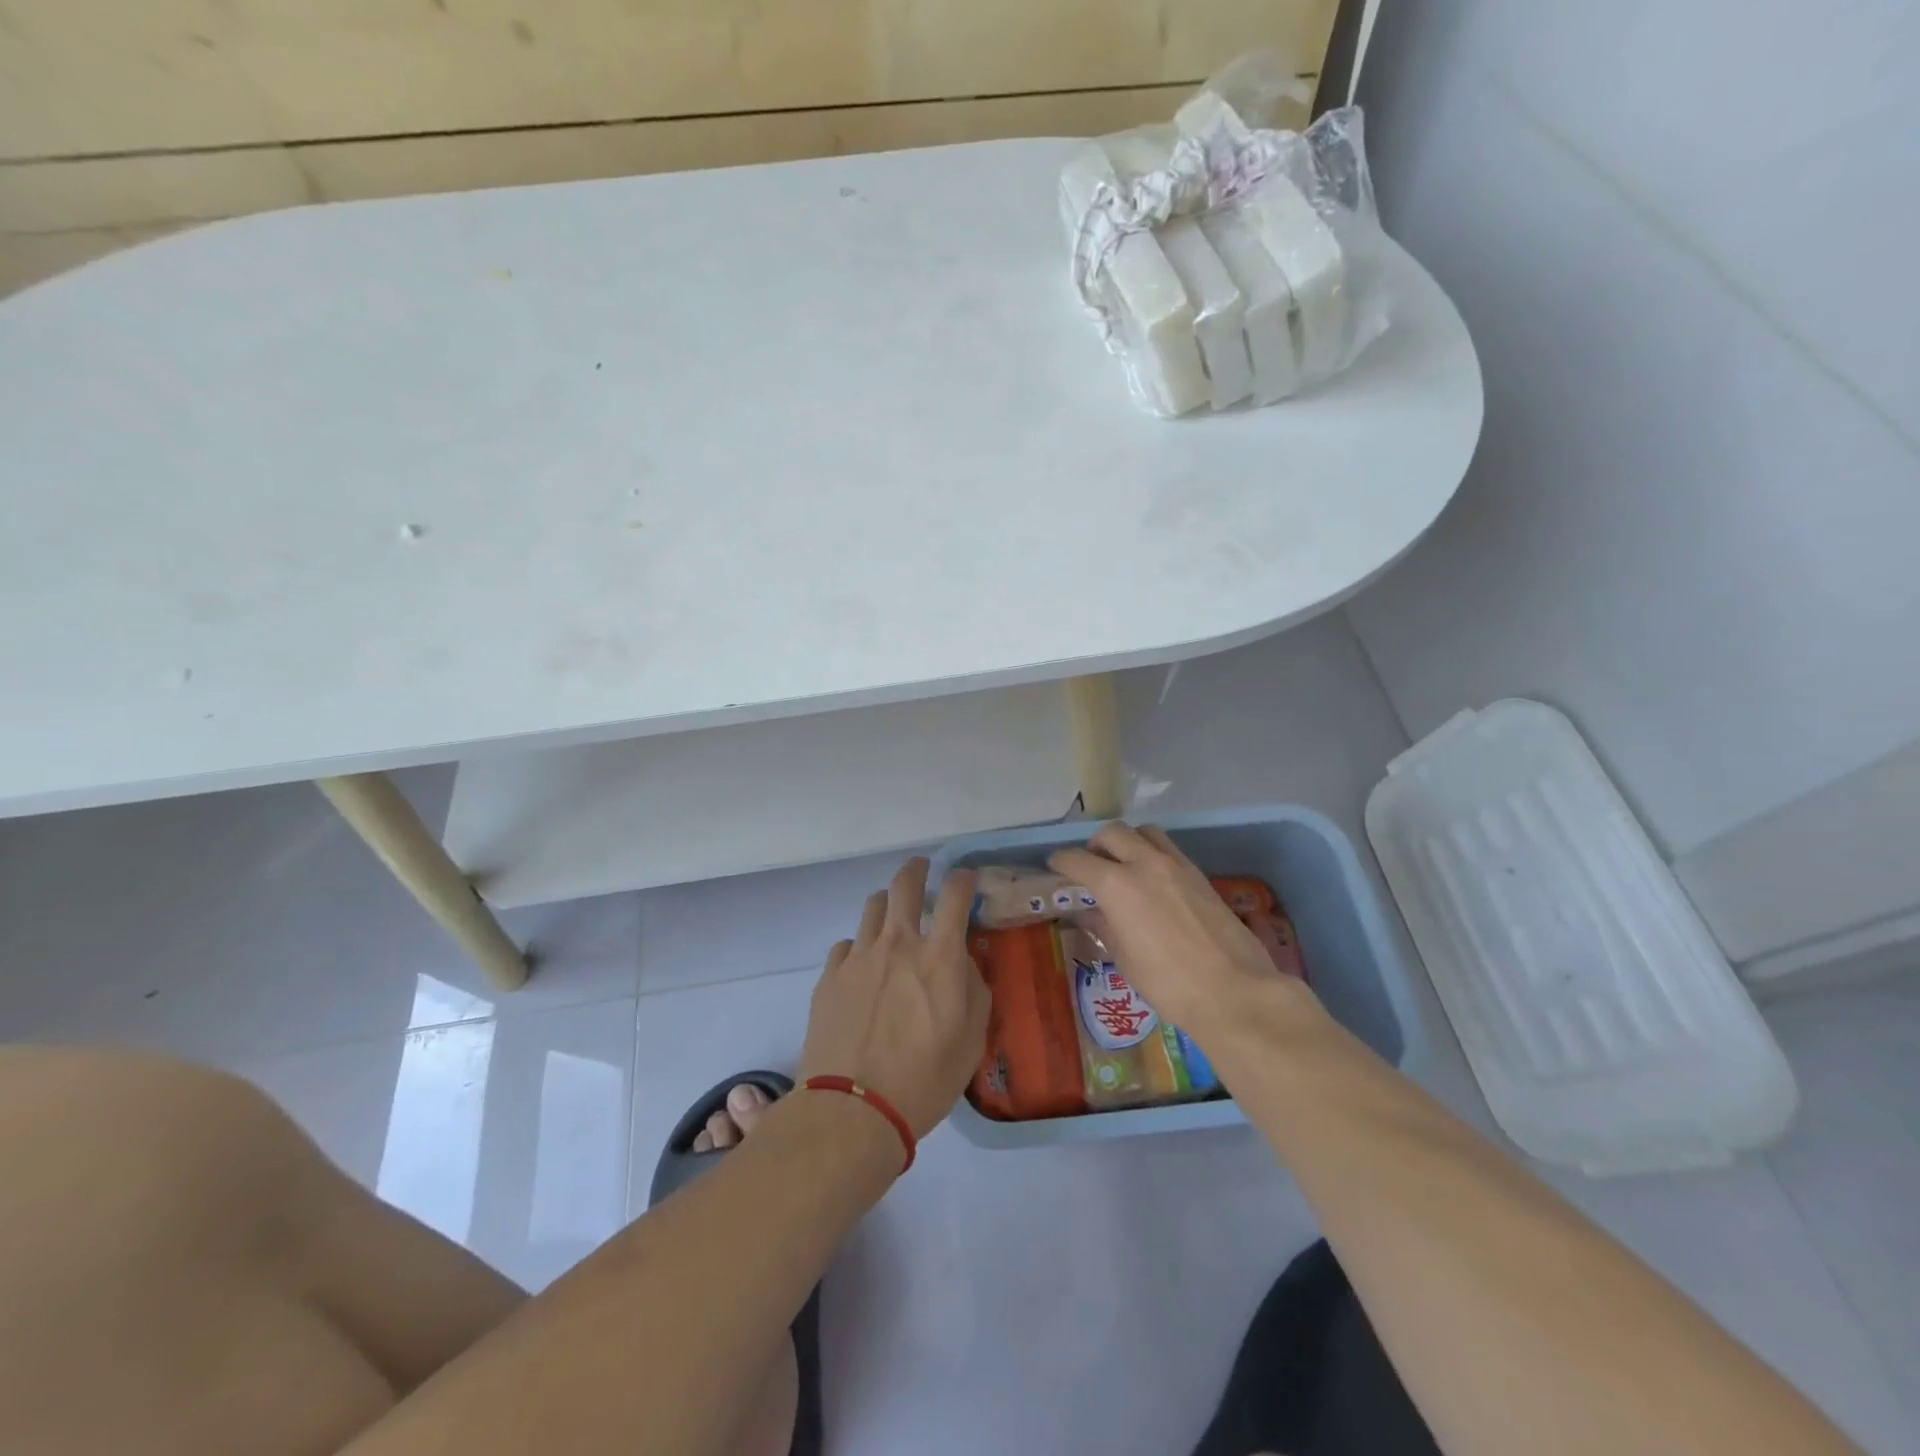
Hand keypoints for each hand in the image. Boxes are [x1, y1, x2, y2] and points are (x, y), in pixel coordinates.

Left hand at [799, 858, 988, 1139]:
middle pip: (904, 884)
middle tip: (921, 870)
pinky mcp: (830, 976)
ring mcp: (858, 956)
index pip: (954, 894)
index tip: (966, 877)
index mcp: (939, 956)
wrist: (853, 1110)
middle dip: (916, 869)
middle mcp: (898, 943)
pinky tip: (863, 967)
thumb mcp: (972, 1040)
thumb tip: (964, 964)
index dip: (963, 878)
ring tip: (891, 919)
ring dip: (886, 905)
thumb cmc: (925, 1080)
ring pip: (872, 908)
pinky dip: (860, 947)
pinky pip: (847, 945)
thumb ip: (974, 990)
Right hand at [1050, 823, 1318, 1037]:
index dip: (1062, 861)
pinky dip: (1153, 854)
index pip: (1078, 860)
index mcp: (1117, 884)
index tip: (1055, 865)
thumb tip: (1090, 912)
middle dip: (1095, 844)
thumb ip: (1104, 926)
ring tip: (1124, 864)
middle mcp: (1145, 863)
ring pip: (1145, 832)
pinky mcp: (1200, 875)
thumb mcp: (1124, 958)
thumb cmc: (1167, 983)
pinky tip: (1153, 880)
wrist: (1233, 991)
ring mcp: (1176, 866)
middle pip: (1113, 833)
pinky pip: (1169, 849)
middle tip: (1091, 864)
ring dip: (1128, 841)